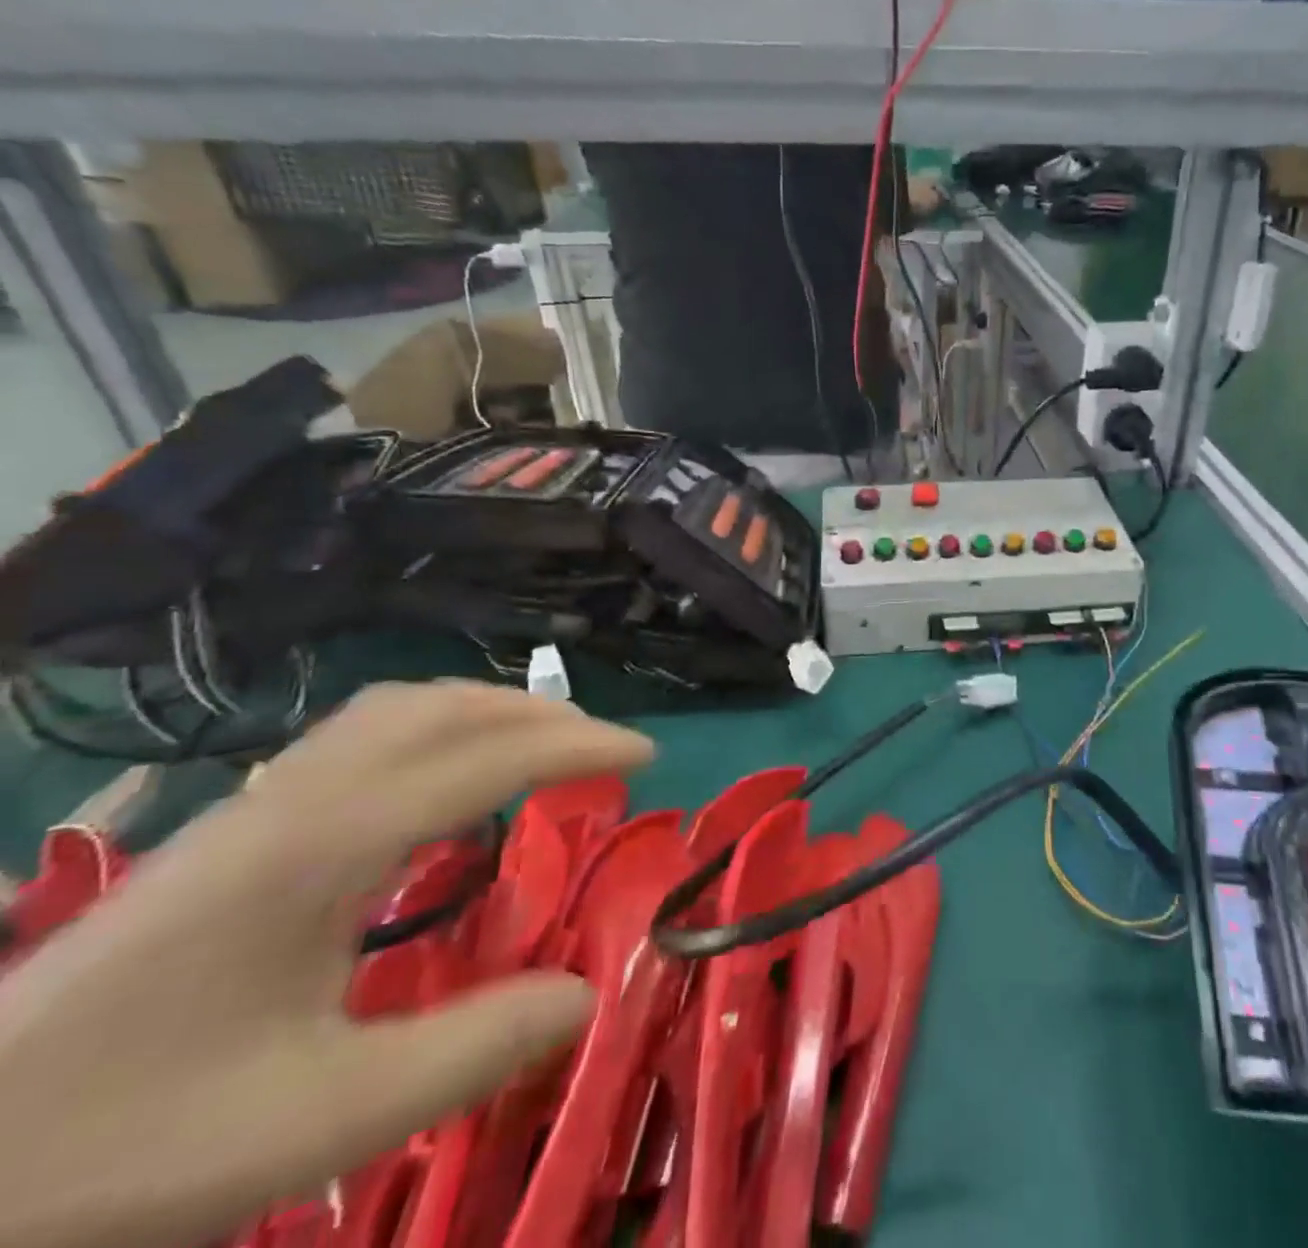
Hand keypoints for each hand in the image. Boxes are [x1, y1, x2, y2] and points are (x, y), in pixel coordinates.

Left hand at [0, 681, 653, 1247]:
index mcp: (326, 845)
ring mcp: (257, 809)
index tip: (644, 755)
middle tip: (600, 747)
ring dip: (483, 712)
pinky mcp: (233, 832)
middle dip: (535, 712)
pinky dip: (434, 732)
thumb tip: (583, 994)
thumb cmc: (114, 1150)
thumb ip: (469, 1054)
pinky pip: (360, 740)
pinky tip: (443, 787)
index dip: (578, 746)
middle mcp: (298, 800)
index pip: (485, 757)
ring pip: (393, 712)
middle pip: (438, 707)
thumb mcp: (314, 1124)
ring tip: (539, 748)